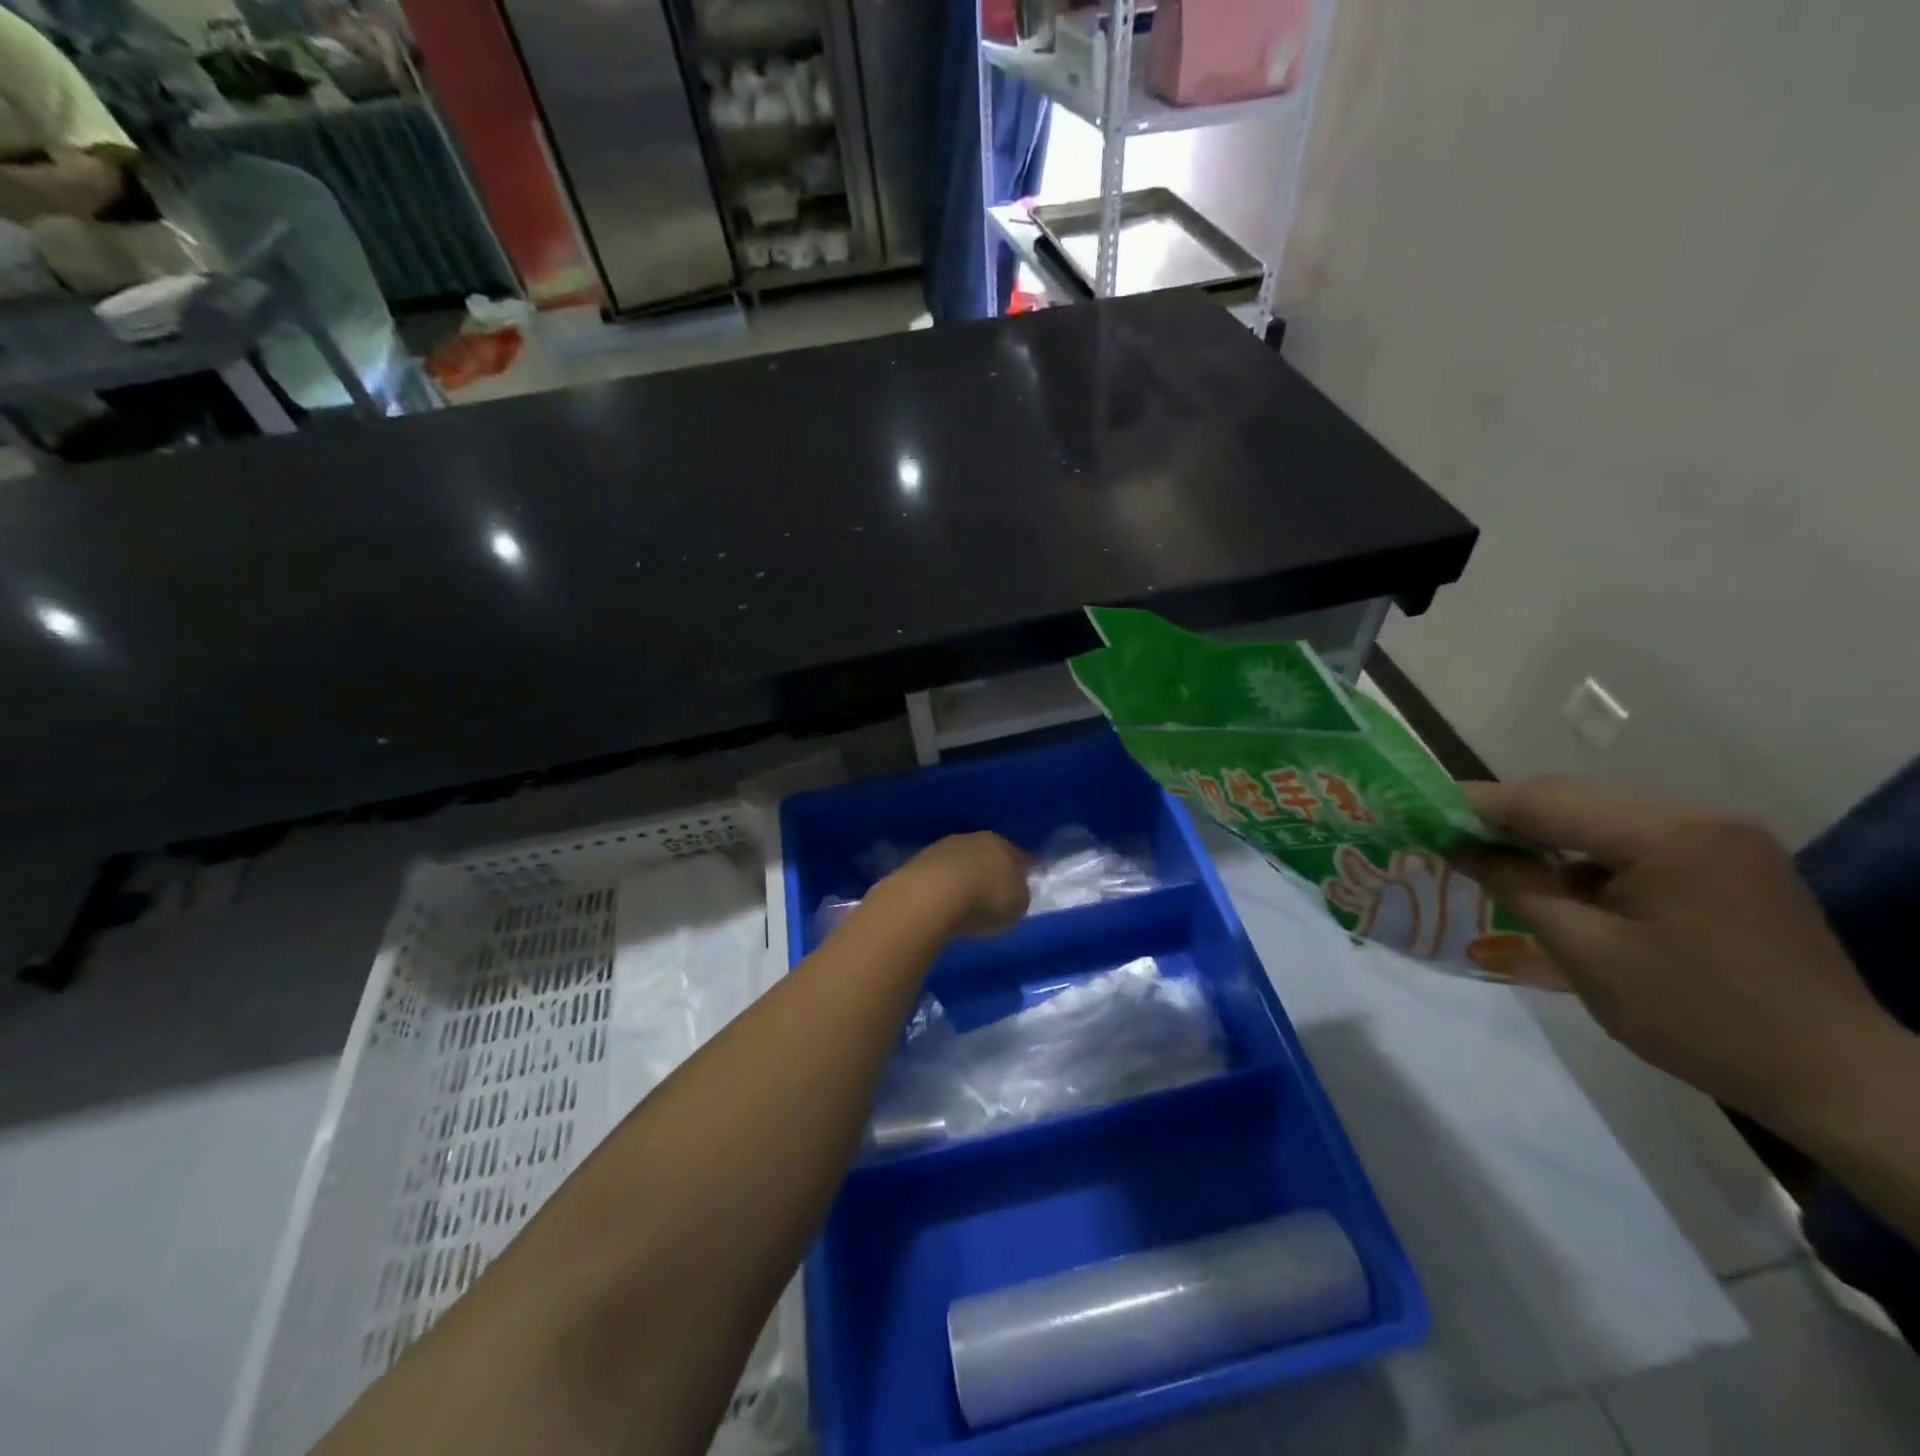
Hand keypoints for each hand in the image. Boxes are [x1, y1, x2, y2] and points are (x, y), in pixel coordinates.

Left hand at [883, 832, 1031, 938]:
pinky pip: (938, 875)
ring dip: (964, 876)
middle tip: (995, 888)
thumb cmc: (984, 900)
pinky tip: (943, 901)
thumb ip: (1019, 894)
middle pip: (986, 853)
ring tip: (966, 898)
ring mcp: (940, 849)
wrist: (929, 897)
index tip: (1027, 877)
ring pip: (960, 861)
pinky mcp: (915, 864)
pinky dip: (942, 886)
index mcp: (1001, 844)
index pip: (1018, 854)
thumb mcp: (1017, 905)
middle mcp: (971, 839)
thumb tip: (1014, 890)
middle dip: (990, 869)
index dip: (1024, 868)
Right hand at [1462, 777, 1896, 1134]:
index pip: (1547, 800)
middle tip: (1449, 836)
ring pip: (1603, 816)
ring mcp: (1723, 837)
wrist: (1835, 1078)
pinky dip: (1588, 853)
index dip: (1477, 803)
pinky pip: (1637, 839)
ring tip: (1494, 858)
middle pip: (1576, 799)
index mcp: (1668, 835)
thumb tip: (1460, 847)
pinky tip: (1562, 882)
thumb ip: (1517, 886)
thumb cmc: (1698, 1018)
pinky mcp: (1732, 861)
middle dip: (1508, 816)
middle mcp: (1700, 818)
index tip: (1421, 809)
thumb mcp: (1587, 954)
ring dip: (1546, 834)